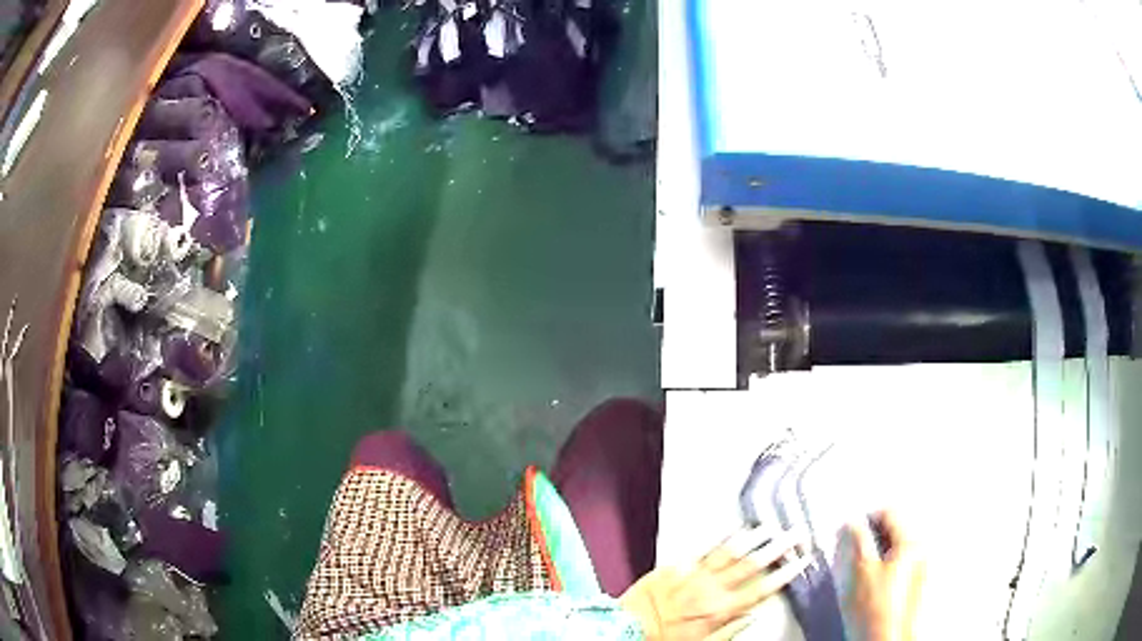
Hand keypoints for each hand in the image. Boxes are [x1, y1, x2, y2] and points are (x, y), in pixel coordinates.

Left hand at [620, 527, 810, 639]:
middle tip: (794, 535)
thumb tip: (753, 614)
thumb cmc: (663, 637)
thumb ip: (731, 629)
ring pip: (730, 551)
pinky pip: (703, 548)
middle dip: (777, 548)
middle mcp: (711, 589)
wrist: (627, 626)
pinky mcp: (677, 565)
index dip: (784, 574)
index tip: (801, 561)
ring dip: (752, 538)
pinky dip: (720, 538)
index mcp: (720, 610)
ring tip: (769, 526)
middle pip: (751, 564)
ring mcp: (694, 574)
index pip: (761, 589)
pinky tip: (733, 528)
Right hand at [845, 511, 924, 640]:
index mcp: (912, 541)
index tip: (849, 530)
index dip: (865, 519)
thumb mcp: (859, 569)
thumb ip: (855, 540)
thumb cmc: (875, 610)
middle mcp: (921, 551)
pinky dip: (881, 570)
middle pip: (894, 530)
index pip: (889, 512)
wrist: (883, 639)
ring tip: (857, 573)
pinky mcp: (912, 587)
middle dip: (870, 538)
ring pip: (893, 550)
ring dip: (874, 555)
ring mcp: (919, 570)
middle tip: (850, 552)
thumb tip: (850, 523)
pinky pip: (896, 567)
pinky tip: (868, 587)